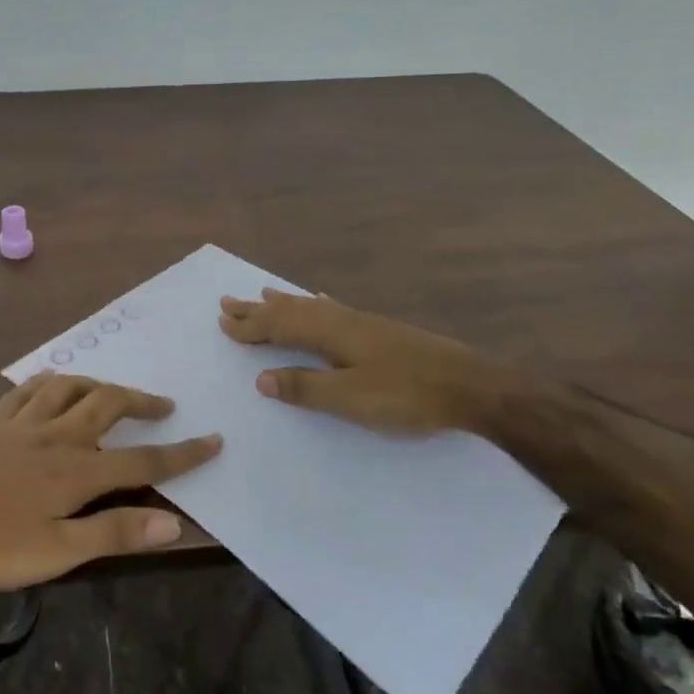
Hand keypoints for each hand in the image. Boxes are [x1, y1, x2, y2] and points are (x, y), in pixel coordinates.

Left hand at [0, 373, 220, 594]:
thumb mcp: (55, 553)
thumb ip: (114, 534)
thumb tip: (174, 522)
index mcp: (76, 471)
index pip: (143, 460)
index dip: (182, 453)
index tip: (214, 440)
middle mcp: (55, 435)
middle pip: (108, 405)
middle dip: (142, 402)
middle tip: (164, 406)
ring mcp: (21, 422)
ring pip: (70, 387)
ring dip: (99, 384)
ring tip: (113, 391)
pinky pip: (28, 387)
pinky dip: (50, 380)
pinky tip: (53, 381)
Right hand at [218, 289, 514, 436]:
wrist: (471, 386)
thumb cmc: (408, 395)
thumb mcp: (351, 399)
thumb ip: (305, 388)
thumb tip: (262, 378)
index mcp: (330, 334)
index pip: (279, 326)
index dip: (250, 326)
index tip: (222, 322)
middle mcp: (342, 319)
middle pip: (291, 310)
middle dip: (258, 309)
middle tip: (228, 301)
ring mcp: (363, 322)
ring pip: (312, 306)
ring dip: (283, 303)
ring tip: (264, 294)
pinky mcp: (380, 330)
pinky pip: (334, 308)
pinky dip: (317, 303)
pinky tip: (322, 299)